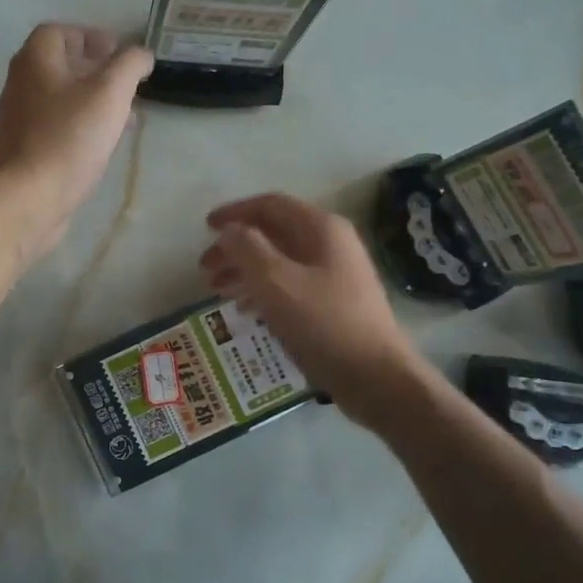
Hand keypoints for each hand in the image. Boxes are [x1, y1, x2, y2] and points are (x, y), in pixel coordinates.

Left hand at [0, 24, 152, 259]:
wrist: (30, 196)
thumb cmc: (70, 137)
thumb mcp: (111, 93)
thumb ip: (130, 65)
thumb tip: (141, 54)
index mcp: (35, 61)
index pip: (57, 32)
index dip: (89, 36)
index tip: (117, 53)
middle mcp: (19, 84)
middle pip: (56, 66)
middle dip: (93, 71)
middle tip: (123, 86)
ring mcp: (16, 120)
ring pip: (57, 99)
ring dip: (89, 101)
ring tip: (120, 118)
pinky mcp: (21, 151)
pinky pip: (53, 127)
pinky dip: (77, 126)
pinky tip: (98, 146)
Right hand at [200, 192, 429, 427]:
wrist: (377, 376)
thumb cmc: (323, 324)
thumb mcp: (276, 283)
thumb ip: (247, 249)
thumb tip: (230, 230)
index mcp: (321, 228)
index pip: (270, 205)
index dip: (235, 212)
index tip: (205, 227)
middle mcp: (331, 244)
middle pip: (274, 233)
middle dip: (236, 247)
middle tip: (205, 268)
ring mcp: (336, 274)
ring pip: (281, 261)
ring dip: (246, 270)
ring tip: (217, 290)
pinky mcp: (335, 302)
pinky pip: (291, 285)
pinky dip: (264, 290)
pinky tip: (246, 309)